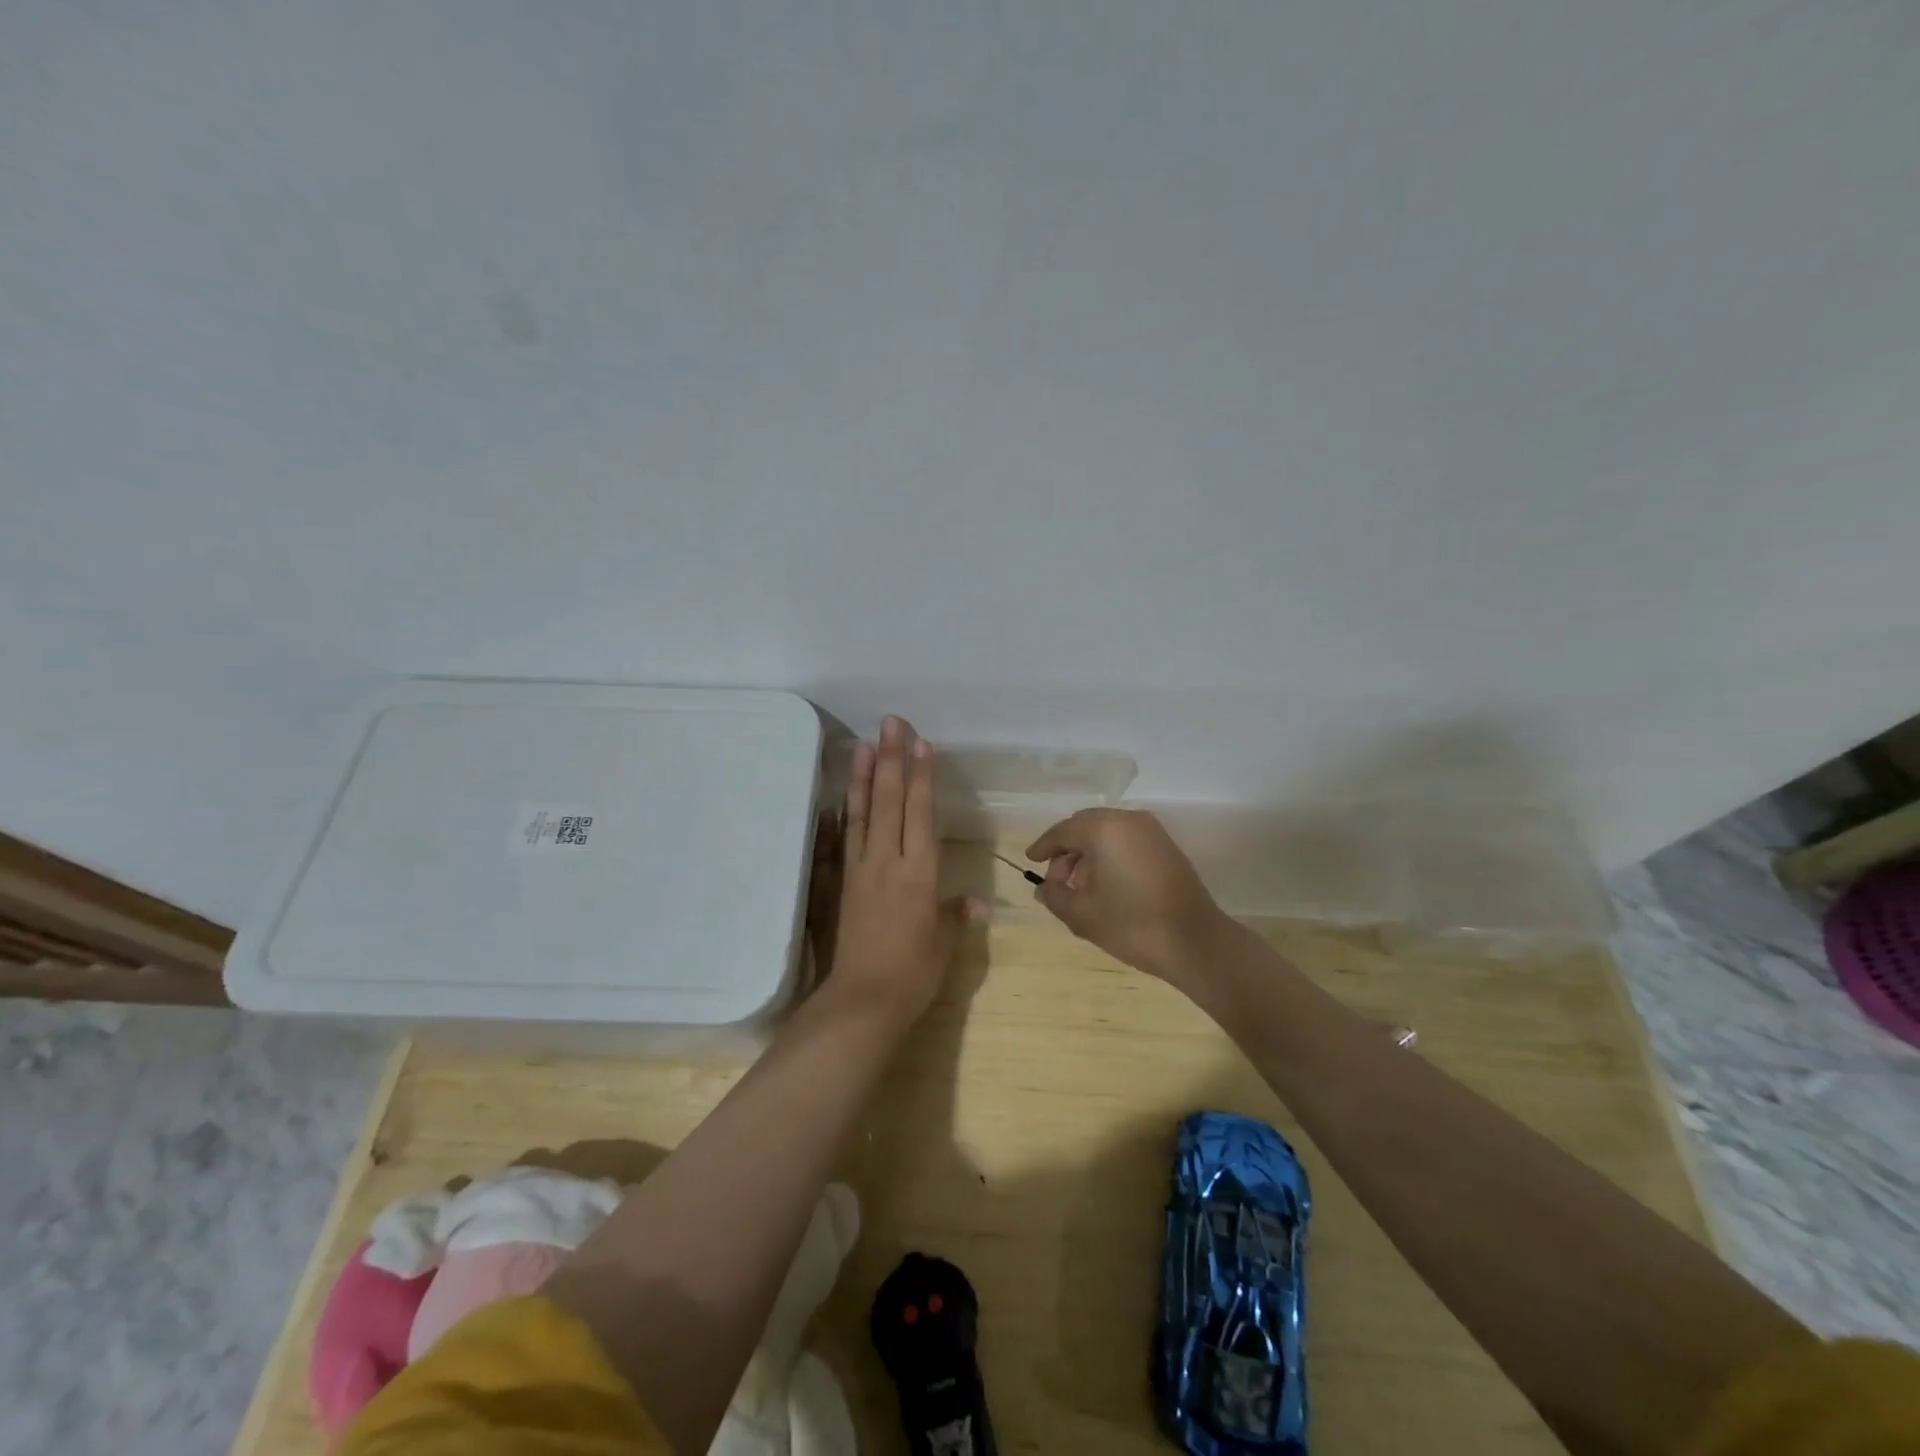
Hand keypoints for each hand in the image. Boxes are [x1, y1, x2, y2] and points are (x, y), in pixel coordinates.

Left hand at [823, 716, 979, 1021]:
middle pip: (891, 802)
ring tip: (865, 744)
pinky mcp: (842, 883)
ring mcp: (861, 870)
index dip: (922, 777)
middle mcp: (888, 862)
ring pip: (864, 813)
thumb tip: (977, 902)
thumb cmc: (912, 973)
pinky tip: (842, 796)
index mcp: (919, 873)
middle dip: (893, 760)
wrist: (862, 1001)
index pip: (921, 814)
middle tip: (891, 724)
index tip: (921, 744)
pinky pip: (844, 839)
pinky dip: (845, 813)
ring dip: (866, 777)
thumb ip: (956, 915)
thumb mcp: (944, 945)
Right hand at [1026, 809, 1231, 985]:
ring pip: (1107, 833)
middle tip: (1056, 882)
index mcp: (1104, 829)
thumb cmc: (1132, 925)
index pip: (1063, 831)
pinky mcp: (1166, 847)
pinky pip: (1127, 841)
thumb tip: (1044, 887)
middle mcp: (1128, 820)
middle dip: (1067, 851)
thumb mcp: (1082, 915)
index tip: (1030, 861)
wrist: (1195, 942)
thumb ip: (1055, 896)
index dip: (1044, 847)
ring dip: (1088, 854)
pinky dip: (1110, 856)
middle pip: (1085, 827)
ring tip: (1080, 889)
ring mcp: (1152, 831)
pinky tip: (1106, 886)